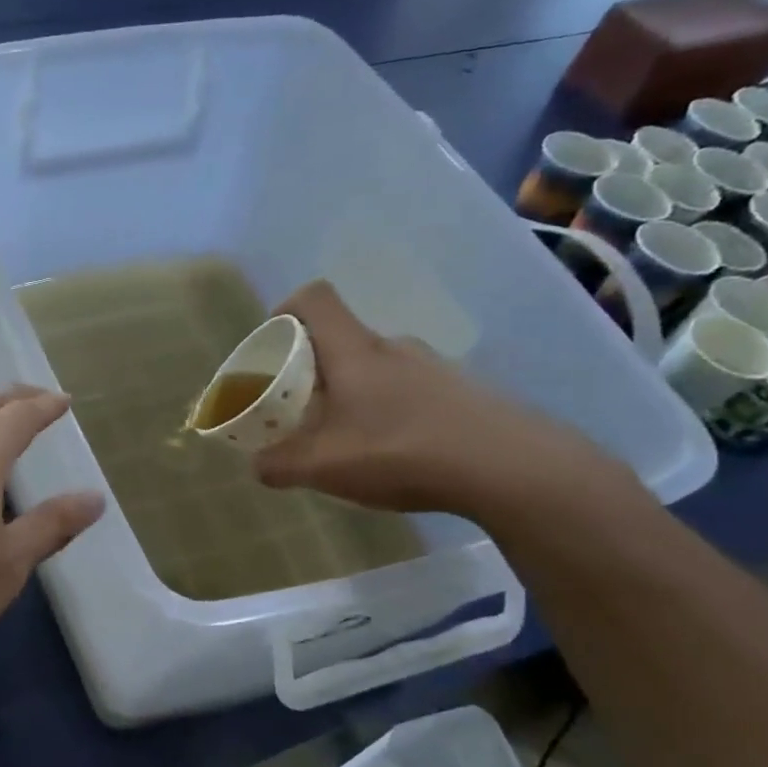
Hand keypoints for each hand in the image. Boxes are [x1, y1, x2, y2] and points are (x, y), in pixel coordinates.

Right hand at [254, 282, 630, 519]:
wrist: (510, 467)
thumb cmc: (400, 451)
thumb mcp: (323, 467)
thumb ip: (280, 465)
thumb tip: (257, 466)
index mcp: (354, 351)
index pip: (315, 298)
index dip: (286, 310)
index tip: (272, 344)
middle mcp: (394, 347)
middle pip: (343, 340)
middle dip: (314, 369)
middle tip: (302, 410)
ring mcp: (433, 367)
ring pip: (377, 368)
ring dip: (354, 394)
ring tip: (349, 440)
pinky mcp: (463, 391)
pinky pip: (410, 390)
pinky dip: (390, 411)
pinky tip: (395, 453)